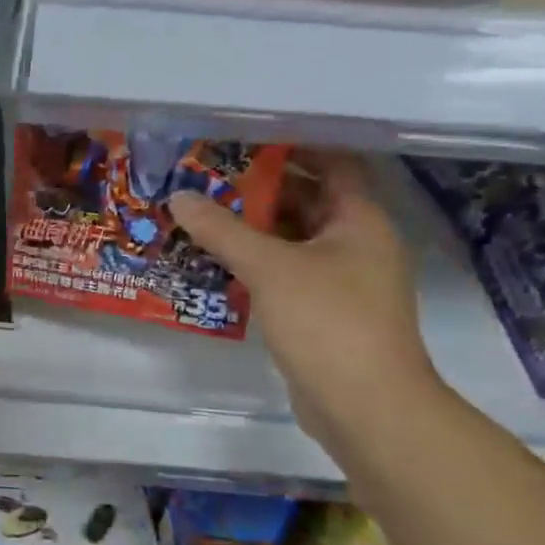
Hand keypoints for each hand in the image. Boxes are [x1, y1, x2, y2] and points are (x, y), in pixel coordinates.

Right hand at [170, 154, 440, 455]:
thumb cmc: (327, 321)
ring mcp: (341, 280)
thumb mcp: (269, 268)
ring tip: (199, 214)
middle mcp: (355, 243)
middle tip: (205, 177)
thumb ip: (222, 230)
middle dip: (258, 189)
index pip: (332, 164)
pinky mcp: (322, 310)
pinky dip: (254, 262)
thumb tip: (179, 197)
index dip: (292, 146)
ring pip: (292, 239)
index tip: (242, 138)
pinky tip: (214, 261)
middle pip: (306, 200)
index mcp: (359, 221)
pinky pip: (284, 272)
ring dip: (251, 228)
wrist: (366, 405)